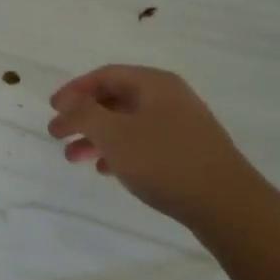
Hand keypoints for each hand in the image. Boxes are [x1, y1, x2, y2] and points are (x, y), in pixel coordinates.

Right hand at [47, 65, 256, 225]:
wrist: (227, 204)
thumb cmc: (164, 161)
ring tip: (75, 160)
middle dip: (83, 117)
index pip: (105, 75)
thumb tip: (67, 100)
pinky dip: (120, 152)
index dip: (74, 89)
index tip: (52, 109)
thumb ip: (84, 113)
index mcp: (154, 84)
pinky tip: (107, 170)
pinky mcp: (188, 152)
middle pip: (115, 99)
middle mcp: (169, 97)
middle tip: (57, 136)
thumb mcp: (114, 134)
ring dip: (98, 137)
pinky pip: (144, 143)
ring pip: (128, 124)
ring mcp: (182, 125)